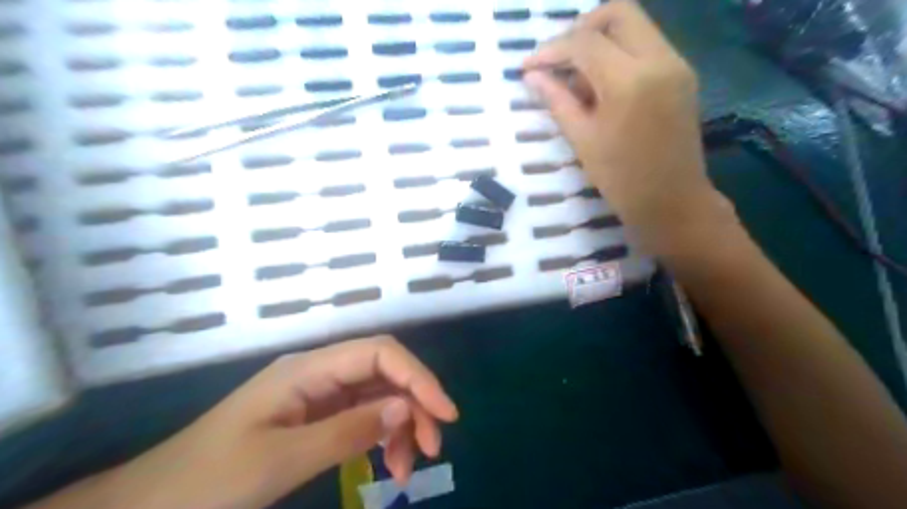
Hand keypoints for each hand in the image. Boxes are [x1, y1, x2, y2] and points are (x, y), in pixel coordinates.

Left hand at [39, 336, 453, 506]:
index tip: (445, 414)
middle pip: (383, 373)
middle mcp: (318, 373)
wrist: (147, 507)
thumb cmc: (205, 483)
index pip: (379, 354)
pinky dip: (380, 438)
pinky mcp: (315, 417)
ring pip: (377, 396)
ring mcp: (317, 395)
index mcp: (308, 369)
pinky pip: (361, 418)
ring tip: (408, 468)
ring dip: (401, 425)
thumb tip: (406, 409)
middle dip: (415, 404)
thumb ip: (347, 432)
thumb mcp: (280, 461)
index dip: (417, 376)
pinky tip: (388, 464)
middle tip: (432, 448)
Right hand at [525, 0, 735, 251]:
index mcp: (629, 81)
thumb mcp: (582, 140)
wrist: (672, 201)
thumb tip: (531, 76)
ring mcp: (676, 64)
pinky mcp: (682, 74)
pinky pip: (646, 45)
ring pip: (634, 25)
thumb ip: (557, 100)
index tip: (528, 67)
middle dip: (580, 28)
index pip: (585, 42)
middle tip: (557, 58)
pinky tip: (600, 83)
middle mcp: (659, 59)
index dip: (551, 50)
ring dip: (600, 40)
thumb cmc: (621, 179)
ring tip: (575, 76)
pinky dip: (618, 52)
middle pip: (617, 13)